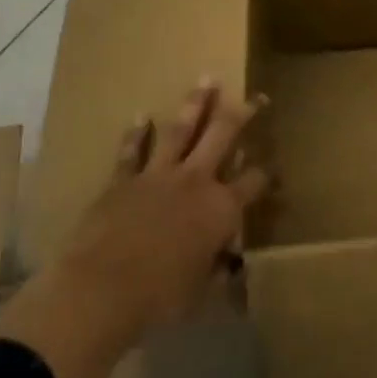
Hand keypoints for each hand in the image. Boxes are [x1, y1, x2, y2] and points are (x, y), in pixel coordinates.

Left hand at [0, 82, 268, 377]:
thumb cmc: (161, 297)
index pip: (254, 181)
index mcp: (222, 209)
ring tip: (206, 80)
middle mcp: (196, 181)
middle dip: (241, 114)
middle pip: (223, 137)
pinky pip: (132, 151)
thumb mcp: (201, 292)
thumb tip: (229, 269)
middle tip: (255, 97)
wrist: (102, 290)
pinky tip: (141, 116)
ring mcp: (158, 175)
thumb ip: (217, 273)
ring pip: (182, 131)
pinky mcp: (123, 180)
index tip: (274, 167)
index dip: (267, 173)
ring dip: (195, 104)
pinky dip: (136, 134)